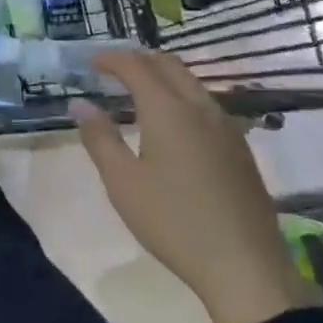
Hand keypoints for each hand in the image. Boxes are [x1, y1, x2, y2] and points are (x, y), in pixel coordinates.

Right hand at [70, 51, 312, 322]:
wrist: (243, 263)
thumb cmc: (173, 221)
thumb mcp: (122, 182)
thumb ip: (100, 138)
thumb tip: (80, 104)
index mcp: (168, 110)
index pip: (136, 66)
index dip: (112, 58)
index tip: (91, 62)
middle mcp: (200, 107)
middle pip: (169, 65)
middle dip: (139, 59)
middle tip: (113, 70)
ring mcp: (226, 126)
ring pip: (191, 83)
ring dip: (162, 76)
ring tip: (138, 92)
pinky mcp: (240, 147)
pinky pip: (206, 104)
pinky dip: (181, 96)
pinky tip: (172, 123)